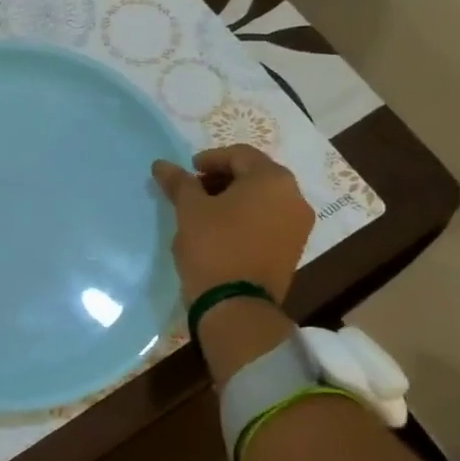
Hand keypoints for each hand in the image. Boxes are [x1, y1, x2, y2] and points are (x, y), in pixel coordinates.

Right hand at [151, 145, 314, 304]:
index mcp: (272, 179)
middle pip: (255, 175)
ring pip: (264, 199)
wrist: (237, 306)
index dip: (210, 159)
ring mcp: (298, 225)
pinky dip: (248, 218)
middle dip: (223, 179)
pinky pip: (270, 221)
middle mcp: (294, 196)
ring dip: (236, 199)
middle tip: (194, 191)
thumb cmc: (213, 248)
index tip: (187, 172)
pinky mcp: (294, 249)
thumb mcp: (190, 211)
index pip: (239, 155)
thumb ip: (179, 183)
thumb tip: (161, 165)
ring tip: (206, 213)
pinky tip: (224, 231)